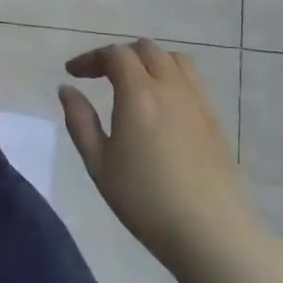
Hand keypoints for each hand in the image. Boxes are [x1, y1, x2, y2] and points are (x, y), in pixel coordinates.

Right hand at [59, 40, 263, 263]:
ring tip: (133, 85)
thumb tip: (67, 90)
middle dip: (119, 55)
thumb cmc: (146, 200)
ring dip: (149, 61)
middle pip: (146, 49)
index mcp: (139, 93)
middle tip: (100, 76)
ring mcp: (198, 102)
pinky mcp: (215, 120)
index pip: (115, 54)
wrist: (211, 233)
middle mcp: (171, 87)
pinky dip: (171, 77)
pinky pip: (192, 81)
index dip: (91, 58)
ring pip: (174, 60)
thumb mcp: (99, 164)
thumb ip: (80, 121)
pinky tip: (161, 107)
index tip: (73, 74)